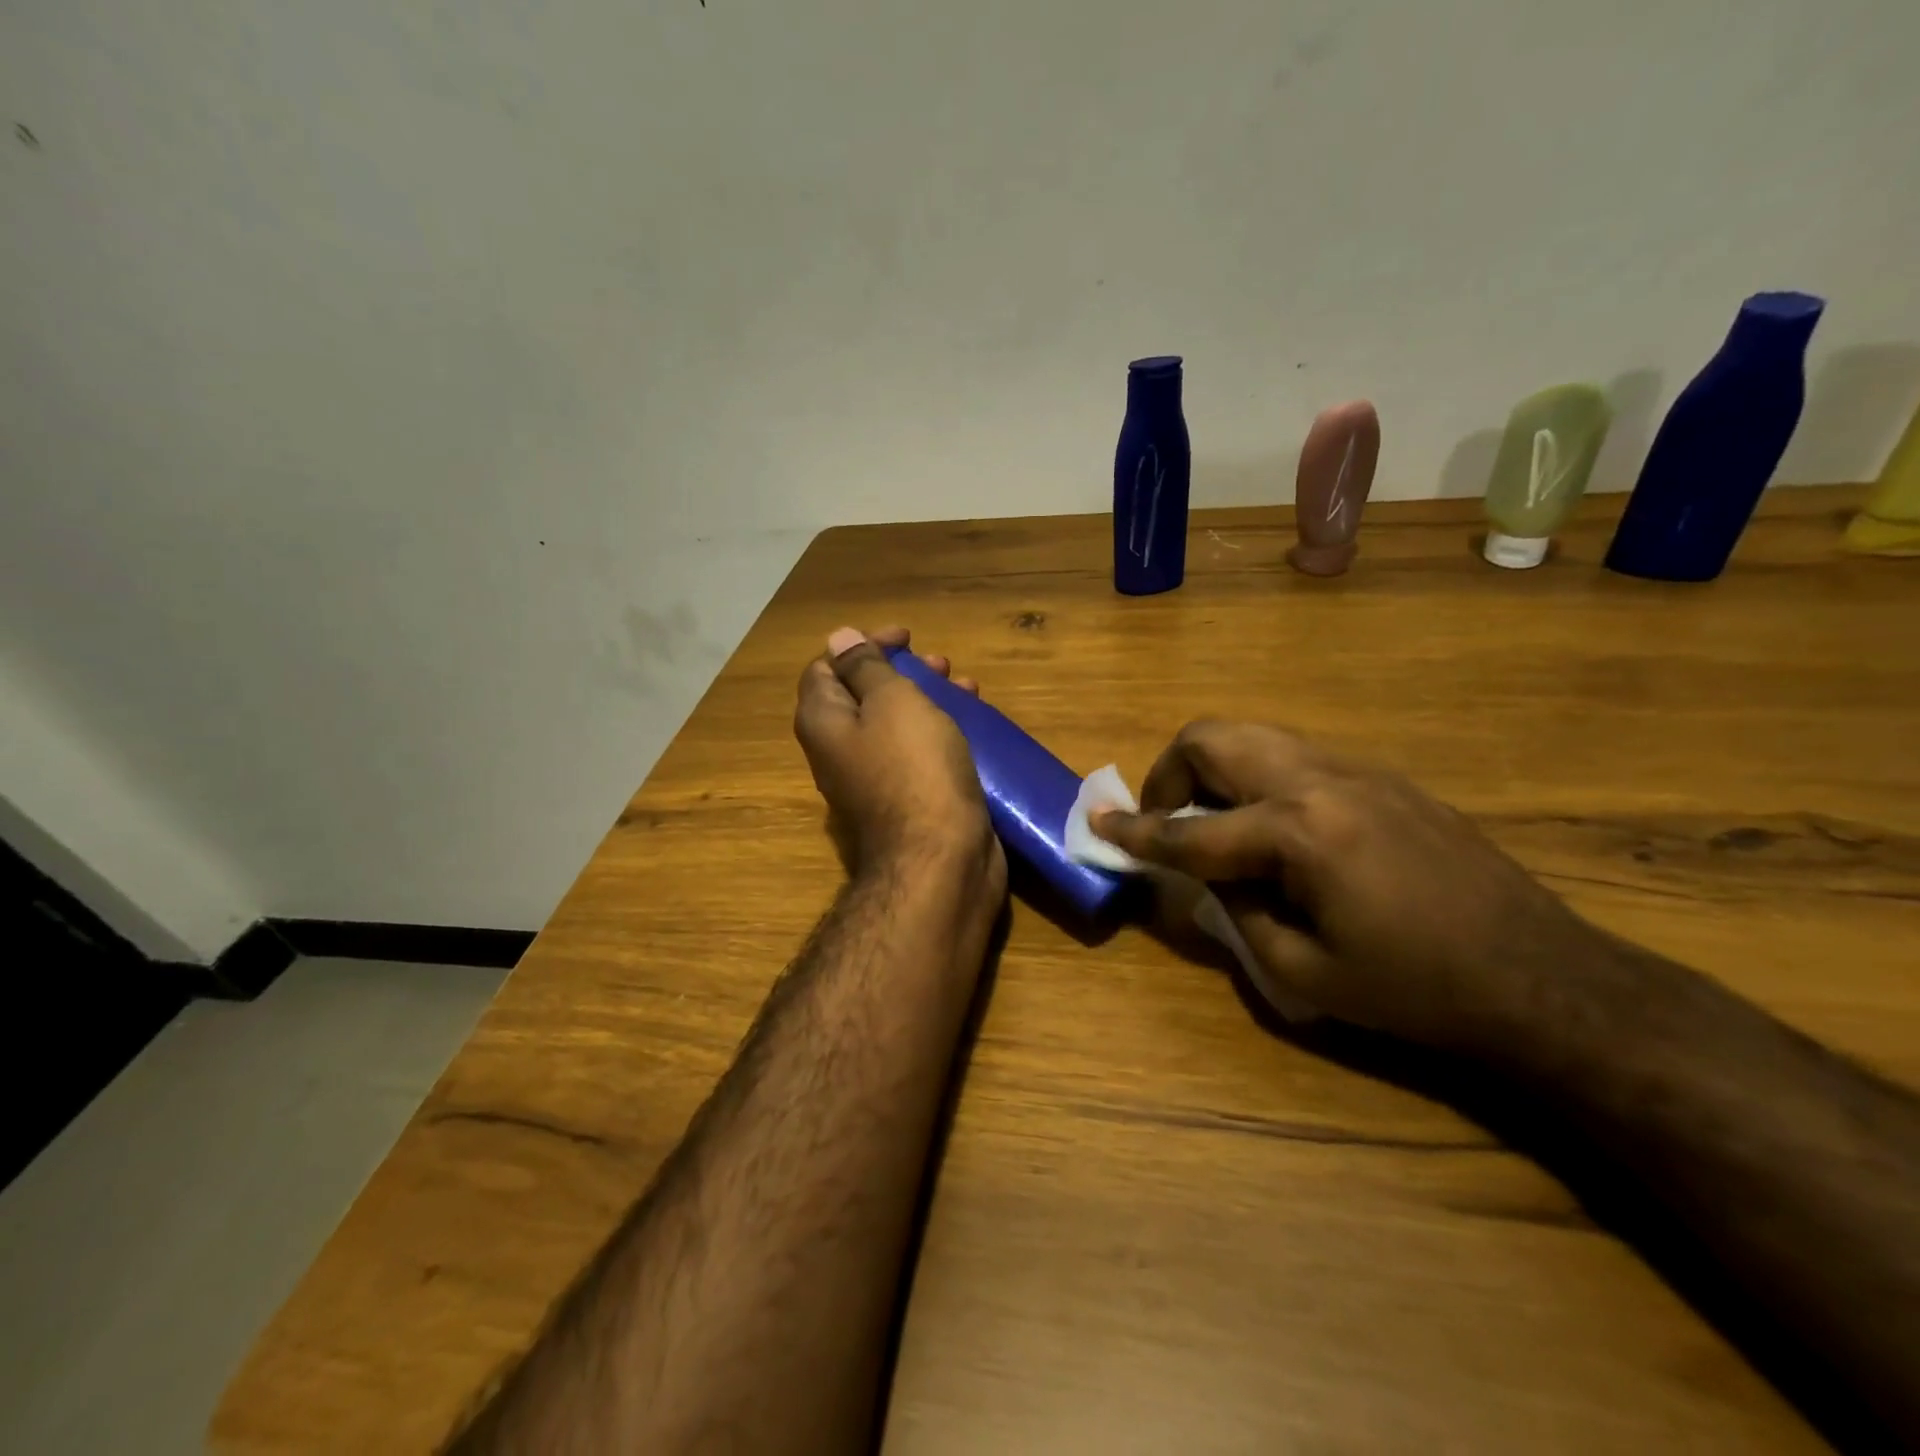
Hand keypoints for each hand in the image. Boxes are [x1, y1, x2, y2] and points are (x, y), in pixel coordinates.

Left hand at [794, 626, 1004, 897]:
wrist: (939, 859)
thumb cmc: (914, 768)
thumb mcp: (891, 702)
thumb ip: (865, 667)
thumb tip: (838, 638)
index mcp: (824, 723)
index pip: (826, 667)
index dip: (862, 644)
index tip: (906, 638)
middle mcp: (839, 750)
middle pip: (863, 694)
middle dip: (902, 671)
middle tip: (940, 663)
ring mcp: (873, 778)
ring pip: (895, 723)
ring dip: (928, 698)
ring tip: (966, 687)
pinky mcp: (907, 798)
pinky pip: (917, 752)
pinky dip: (940, 730)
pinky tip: (974, 724)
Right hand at [1092, 721, 1614, 1052]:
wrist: (1544, 978)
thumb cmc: (1416, 990)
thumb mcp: (1303, 969)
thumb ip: (1236, 910)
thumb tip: (1210, 874)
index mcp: (1298, 832)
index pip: (1191, 830)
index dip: (1137, 831)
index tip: (1098, 822)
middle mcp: (1320, 781)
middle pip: (1214, 738)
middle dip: (1170, 773)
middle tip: (1165, 818)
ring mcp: (1357, 771)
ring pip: (1254, 736)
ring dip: (1214, 769)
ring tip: (1214, 821)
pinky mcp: (1384, 778)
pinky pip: (1295, 756)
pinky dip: (1258, 778)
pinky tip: (1275, 830)